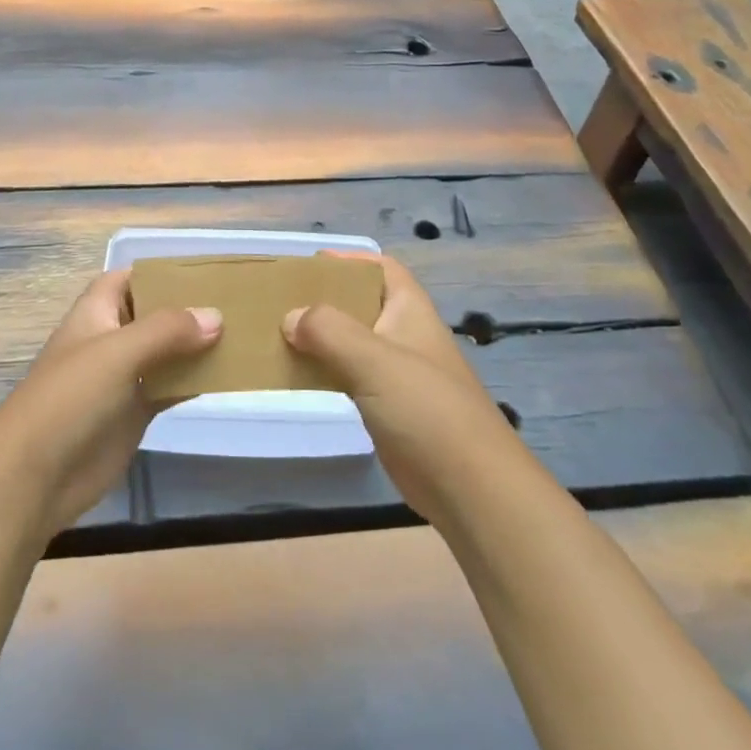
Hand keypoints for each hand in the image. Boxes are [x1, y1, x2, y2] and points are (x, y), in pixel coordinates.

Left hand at [0, 270, 221, 537]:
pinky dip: (195, 381)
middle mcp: (111, 339)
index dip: (160, 271)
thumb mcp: (118, 352)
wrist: (35, 476)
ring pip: (167, 352)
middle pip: (153, 314)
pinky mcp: (135, 413)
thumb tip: (216, 316)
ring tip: (244, 333)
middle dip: (188, 308)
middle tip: (237, 301)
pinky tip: (228, 375)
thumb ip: (167, 331)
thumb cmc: (70, 397)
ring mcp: (124, 378)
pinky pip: (171, 388)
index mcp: (97, 312)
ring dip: (197, 345)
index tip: (204, 270)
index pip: (129, 278)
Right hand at [283, 252, 518, 526]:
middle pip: (361, 303)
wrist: (472, 489)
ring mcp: (397, 374)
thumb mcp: (374, 359)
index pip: (381, 268)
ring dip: (320, 337)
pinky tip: (297, 376)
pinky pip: (349, 377)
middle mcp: (404, 335)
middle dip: (325, 299)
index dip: (349, 260)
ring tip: (278, 335)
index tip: (309, 265)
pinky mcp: (388, 409)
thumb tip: (290, 317)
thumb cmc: (427, 409)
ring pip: (351, 343)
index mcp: (409, 310)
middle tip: (281, 301)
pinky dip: (324, 371)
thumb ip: (329, 331)